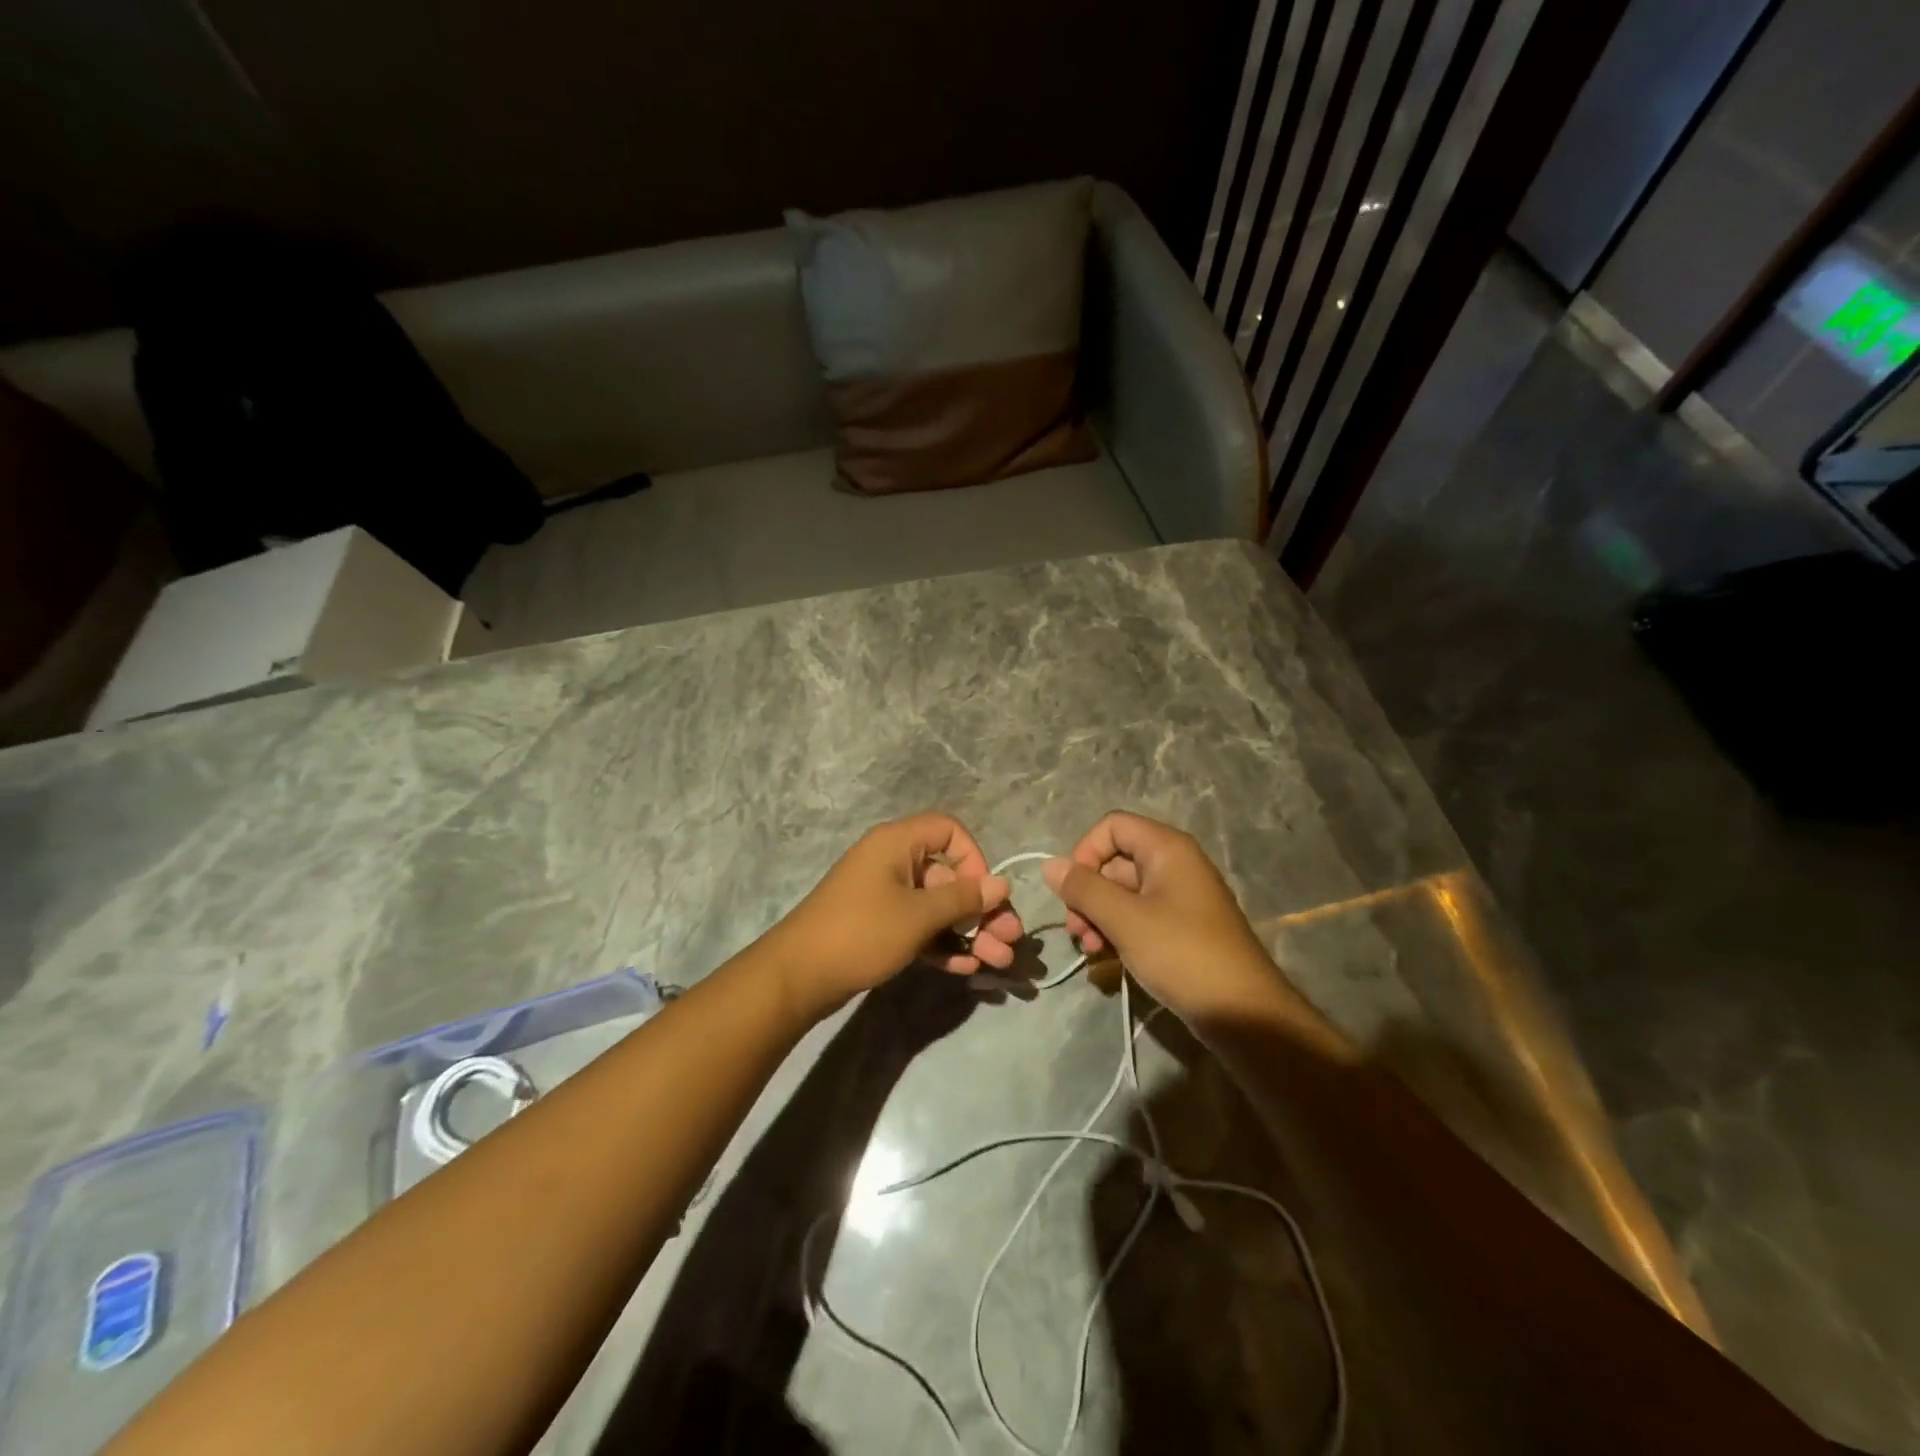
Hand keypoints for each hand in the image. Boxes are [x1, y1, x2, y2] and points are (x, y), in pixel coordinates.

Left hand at [763, 813, 1023, 1015]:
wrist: (798, 976)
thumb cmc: (861, 932)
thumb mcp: (918, 915)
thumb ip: (962, 899)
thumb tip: (1000, 884)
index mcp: (898, 843)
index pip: (949, 831)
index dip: (974, 859)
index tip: (985, 894)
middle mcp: (893, 862)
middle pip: (949, 876)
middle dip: (982, 909)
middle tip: (1011, 940)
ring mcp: (886, 896)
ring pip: (938, 907)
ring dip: (969, 932)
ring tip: (999, 961)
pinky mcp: (880, 927)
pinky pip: (920, 927)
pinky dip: (943, 944)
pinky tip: (967, 969)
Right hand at [1042, 811, 1281, 1022]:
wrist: (1244, 1013)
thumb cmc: (1182, 954)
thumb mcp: (1125, 920)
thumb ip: (1083, 889)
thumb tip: (1049, 864)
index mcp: (1167, 848)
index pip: (1112, 827)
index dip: (1085, 852)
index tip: (1072, 891)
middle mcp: (1174, 864)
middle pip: (1114, 861)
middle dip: (1087, 893)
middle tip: (1076, 930)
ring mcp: (1178, 897)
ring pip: (1122, 892)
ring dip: (1097, 916)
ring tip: (1089, 949)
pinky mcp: (1179, 927)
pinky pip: (1138, 915)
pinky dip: (1117, 930)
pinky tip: (1105, 956)